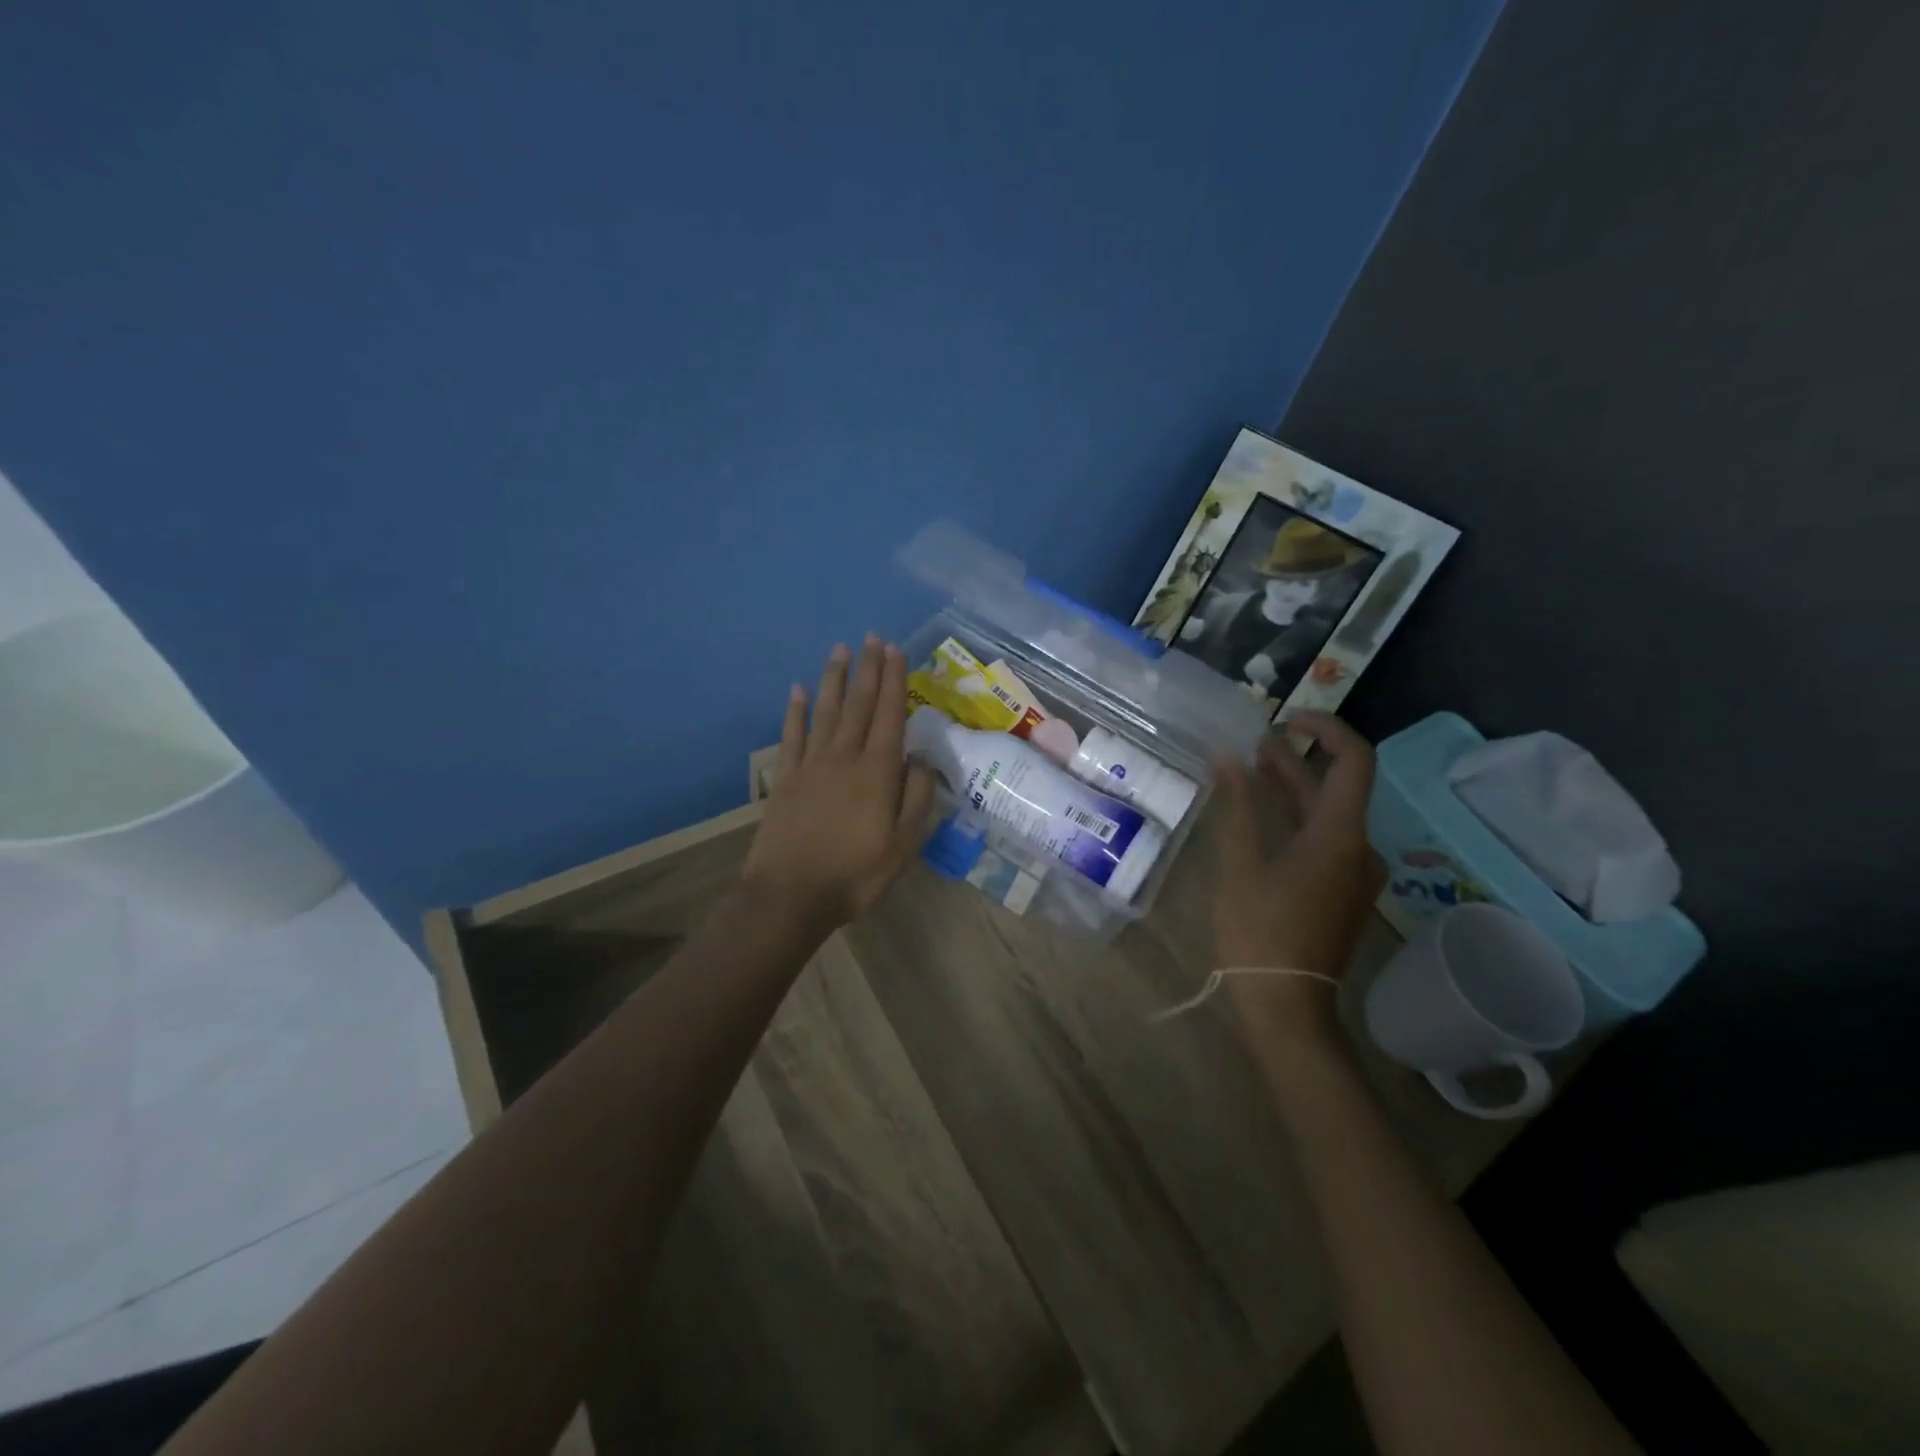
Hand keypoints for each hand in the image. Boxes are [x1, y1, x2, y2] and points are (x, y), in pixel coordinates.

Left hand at [743, 636, 938, 934]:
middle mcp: (844, 758)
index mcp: (877, 772)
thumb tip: (920, 759)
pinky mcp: (786, 778)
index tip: (896, 650)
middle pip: (860, 705)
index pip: (890, 716)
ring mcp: (811, 765)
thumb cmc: (855, 874)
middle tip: (873, 638)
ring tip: (840, 649)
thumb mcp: (903, 845)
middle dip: (869, 669)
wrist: (790, 896)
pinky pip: (791, 735)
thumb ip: (916, 798)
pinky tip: (797, 690)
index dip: (895, 681)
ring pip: (826, 712)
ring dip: (834, 679)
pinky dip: (795, 711)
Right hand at [1212, 711, 1385, 1036]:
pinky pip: (1323, 839)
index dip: (1325, 728)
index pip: (1354, 760)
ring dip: (1290, 789)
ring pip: (1326, 814)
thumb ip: (1238, 803)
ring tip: (1247, 773)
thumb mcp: (1240, 862)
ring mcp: (1353, 873)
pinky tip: (1259, 820)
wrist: (1286, 1005)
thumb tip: (1227, 754)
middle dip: (1293, 760)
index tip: (1284, 720)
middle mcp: (1359, 847)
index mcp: (1341, 835)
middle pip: (1334, 787)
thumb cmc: (1260, 930)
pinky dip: (1294, 819)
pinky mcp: (1341, 892)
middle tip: (1247, 746)